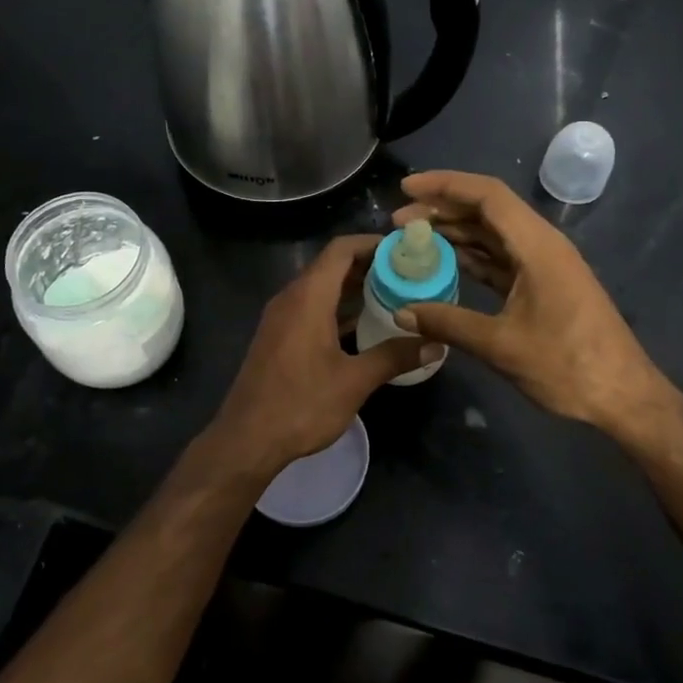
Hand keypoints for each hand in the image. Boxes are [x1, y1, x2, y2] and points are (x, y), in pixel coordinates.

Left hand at [203, 235, 439, 481]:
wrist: (246, 439)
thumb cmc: (301, 404)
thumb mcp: (354, 381)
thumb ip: (394, 357)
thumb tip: (435, 344)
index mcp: (308, 297)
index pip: (341, 249)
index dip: (372, 243)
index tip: (404, 250)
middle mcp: (291, 298)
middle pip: (331, 266)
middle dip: (368, 265)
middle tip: (406, 273)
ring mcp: (280, 317)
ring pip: (320, 288)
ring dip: (352, 288)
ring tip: (392, 295)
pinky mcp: (277, 336)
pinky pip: (310, 307)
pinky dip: (336, 307)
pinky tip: (362, 325)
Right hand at [392, 171, 671, 432]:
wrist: (624, 396)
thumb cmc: (568, 365)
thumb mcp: (502, 346)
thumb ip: (449, 324)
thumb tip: (402, 313)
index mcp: (537, 246)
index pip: (487, 195)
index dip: (445, 185)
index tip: (407, 188)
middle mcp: (541, 245)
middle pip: (487, 210)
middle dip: (442, 209)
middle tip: (398, 221)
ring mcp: (544, 265)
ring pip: (493, 234)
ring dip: (455, 232)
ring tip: (413, 239)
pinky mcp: (543, 284)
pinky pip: (501, 258)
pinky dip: (471, 257)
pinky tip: (444, 264)